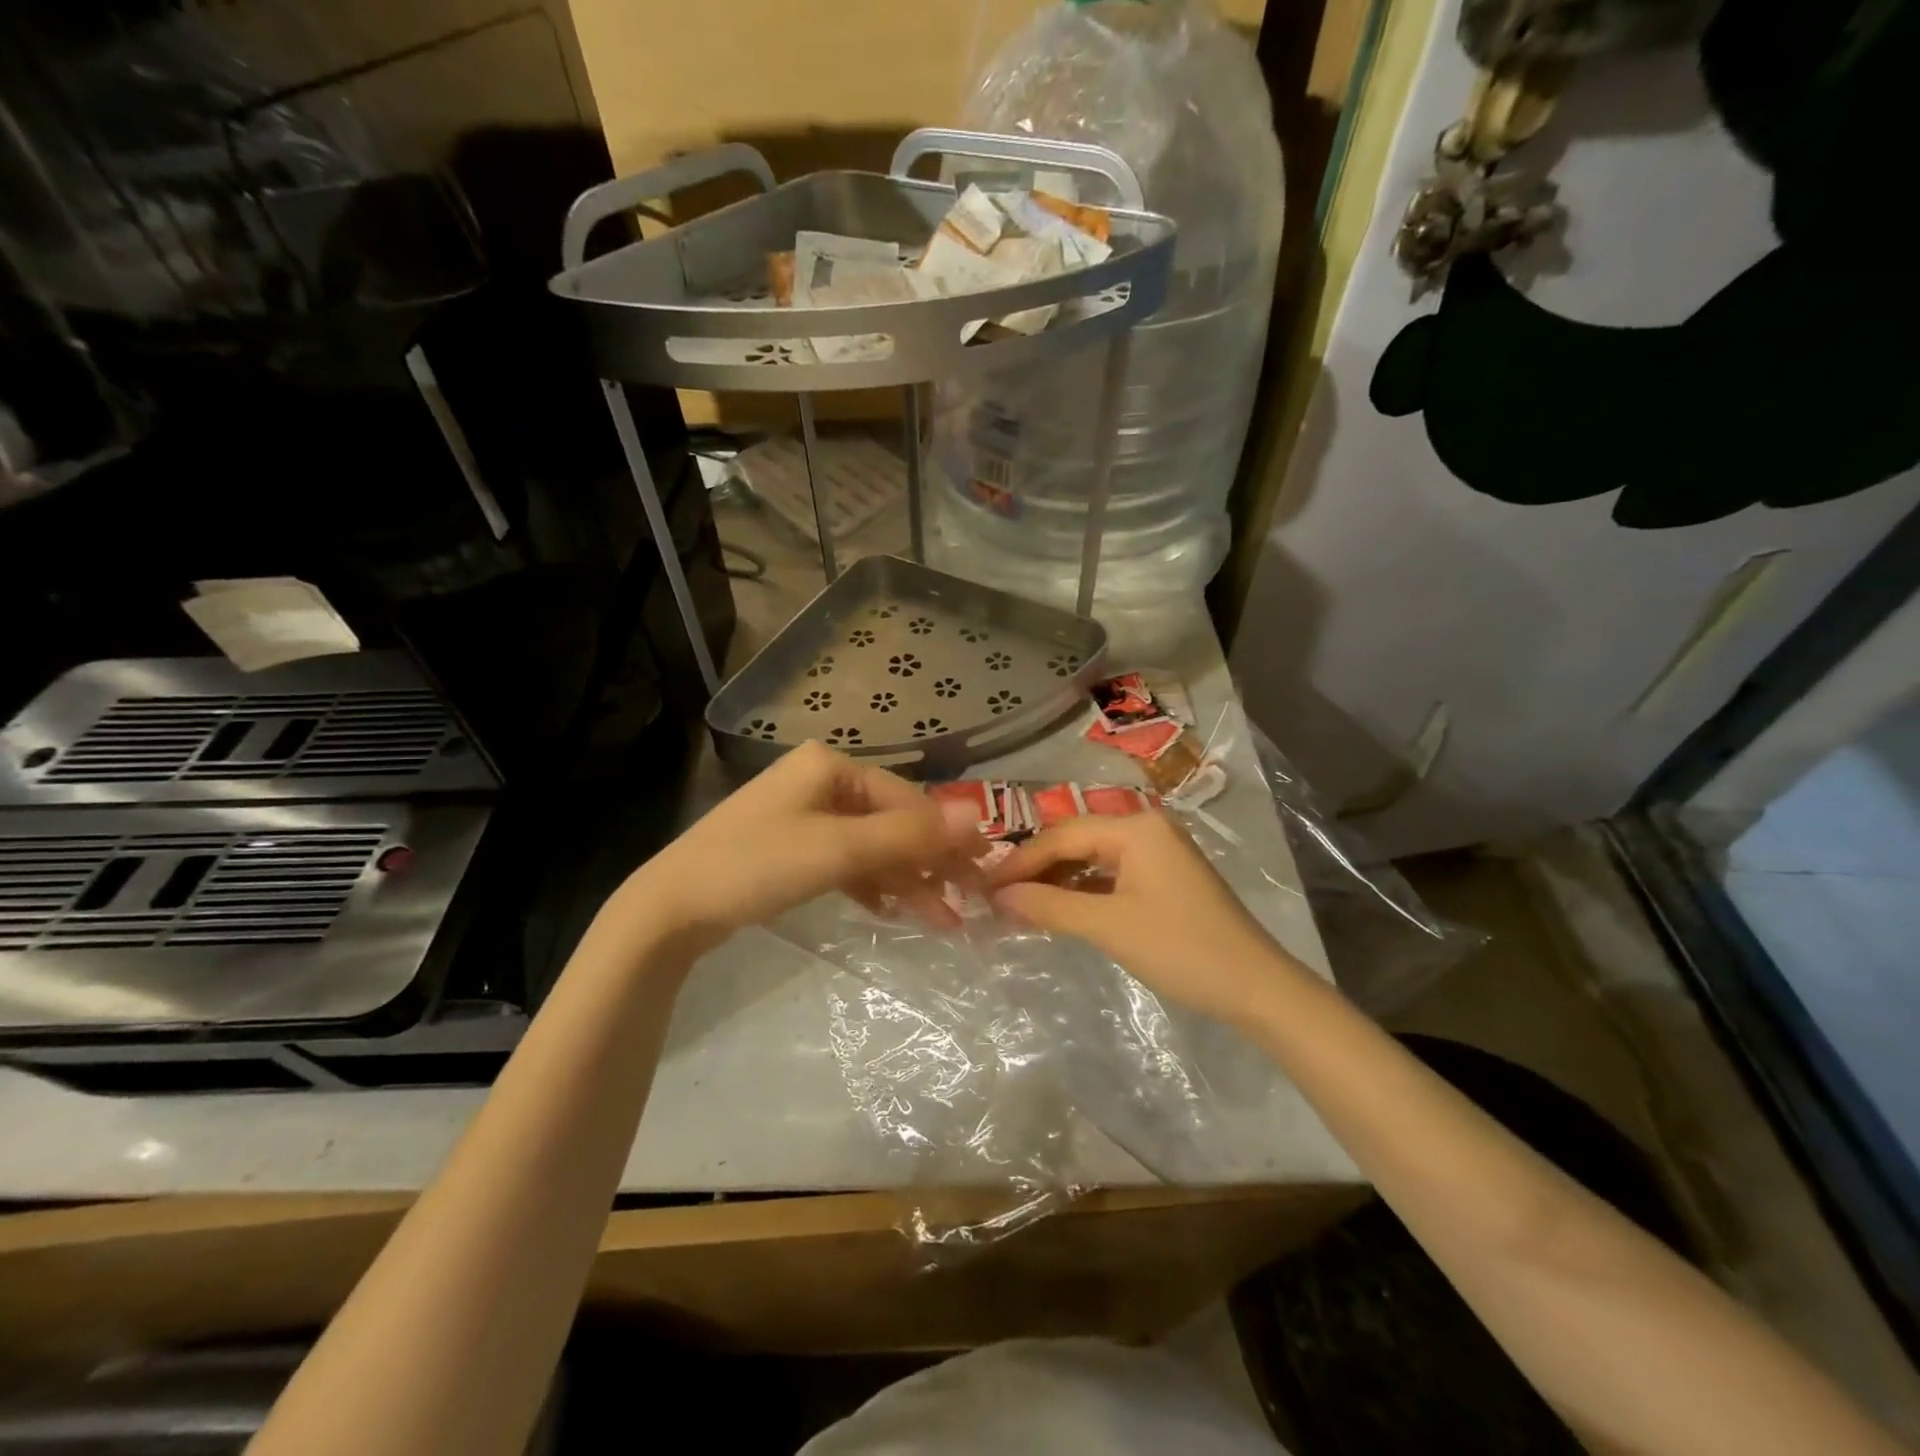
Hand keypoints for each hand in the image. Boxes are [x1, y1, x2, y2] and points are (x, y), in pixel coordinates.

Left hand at [625, 742, 985, 947]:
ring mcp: (804, 814)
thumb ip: (909, 835)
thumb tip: (979, 816)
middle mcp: (821, 781)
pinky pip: (845, 859)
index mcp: (831, 766)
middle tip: (966, 901)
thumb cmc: (756, 866)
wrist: (671, 908)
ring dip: (904, 879)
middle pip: (891, 821)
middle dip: (927, 862)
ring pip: (871, 844)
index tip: (983, 871)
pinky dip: (871, 883)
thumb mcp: (838, 850)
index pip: (906, 799)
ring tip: (939, 918)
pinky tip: (891, 909)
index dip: (947, 836)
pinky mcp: (792, 846)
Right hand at [988, 810, 1305, 1027]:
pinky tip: (1060, 909)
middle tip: (998, 896)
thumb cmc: (1180, 948)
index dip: (1020, 861)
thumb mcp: (1108, 926)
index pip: (1062, 835)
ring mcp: (1159, 852)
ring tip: (1021, 905)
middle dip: (1037, 869)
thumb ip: (1048, 907)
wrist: (1255, 987)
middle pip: (1077, 841)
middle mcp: (1146, 828)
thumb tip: (997, 897)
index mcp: (1135, 827)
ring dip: (1059, 881)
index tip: (984, 885)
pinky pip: (1112, 875)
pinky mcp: (1165, 878)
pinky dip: (1084, 891)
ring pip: (1093, 858)